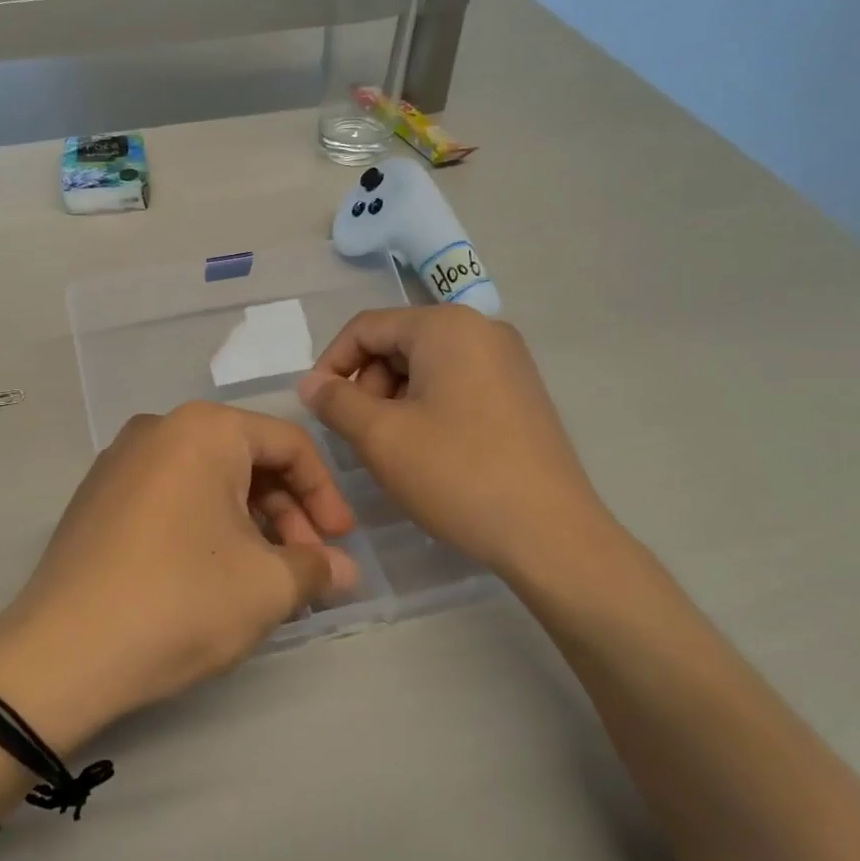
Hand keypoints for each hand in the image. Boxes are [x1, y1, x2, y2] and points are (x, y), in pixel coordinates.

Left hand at [0, 403, 357, 750]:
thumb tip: (344, 571)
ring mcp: (120, 462)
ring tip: (265, 579)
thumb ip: (317, 568)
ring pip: (207, 481)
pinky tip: (213, 575)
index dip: (326, 495)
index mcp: (204, 429)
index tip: (341, 545)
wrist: (62, 653)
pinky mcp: (97, 498)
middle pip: (246, 460)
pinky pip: (170, 497)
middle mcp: (158, 429)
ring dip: (248, 525)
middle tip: (305, 568)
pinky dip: (205, 527)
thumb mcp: (267, 587)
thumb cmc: (181, 601)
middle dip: (287, 514)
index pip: (289, 445)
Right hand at [297, 306, 626, 601]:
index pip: (366, 327)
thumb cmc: (457, 474)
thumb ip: (335, 402)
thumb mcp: (380, 437)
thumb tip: (310, 383)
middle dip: (367, 385)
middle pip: (398, 344)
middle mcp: (482, 330)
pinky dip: (427, 409)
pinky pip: (455, 385)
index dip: (331, 364)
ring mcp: (508, 361)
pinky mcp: (520, 393)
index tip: (317, 408)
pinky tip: (427, 452)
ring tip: (393, 450)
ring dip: (394, 401)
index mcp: (447, 326)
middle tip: (361, 436)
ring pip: (425, 367)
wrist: (549, 534)